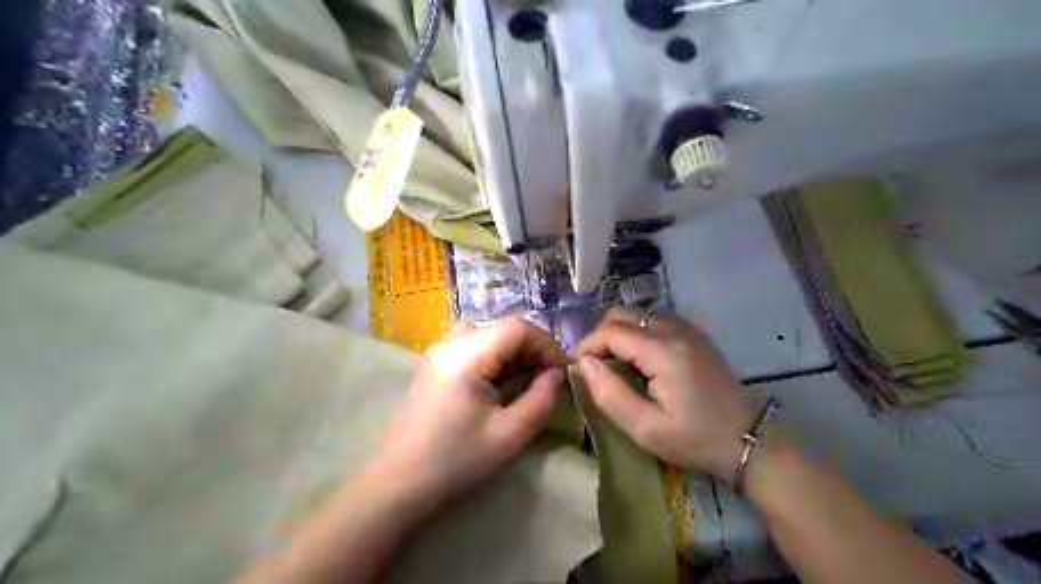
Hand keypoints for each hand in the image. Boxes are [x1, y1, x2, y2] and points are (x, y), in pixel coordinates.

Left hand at [373, 315, 564, 505]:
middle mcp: (449, 343)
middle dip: (532, 348)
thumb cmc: (455, 461)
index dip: (546, 344)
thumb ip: (541, 399)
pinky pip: (472, 345)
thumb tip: (557, 375)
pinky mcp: (435, 363)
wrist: (399, 482)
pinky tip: (501, 381)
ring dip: (514, 350)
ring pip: (488, 333)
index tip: (562, 372)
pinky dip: (495, 355)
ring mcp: (439, 351)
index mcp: (465, 356)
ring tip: (527, 378)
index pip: (517, 328)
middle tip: (548, 377)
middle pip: (502, 327)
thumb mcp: (509, 434)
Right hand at [577, 307, 756, 483]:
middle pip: (621, 314)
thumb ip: (609, 394)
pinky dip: (636, 332)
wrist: (748, 440)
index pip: (610, 331)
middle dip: (599, 337)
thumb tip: (584, 364)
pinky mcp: (693, 334)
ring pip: (636, 314)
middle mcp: (674, 329)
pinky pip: (653, 319)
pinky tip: (639, 359)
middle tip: (595, 368)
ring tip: (615, 364)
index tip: (578, 371)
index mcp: (663, 351)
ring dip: (617, 333)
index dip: (587, 346)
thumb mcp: (646, 429)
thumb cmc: (695, 439)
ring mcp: (687, 328)